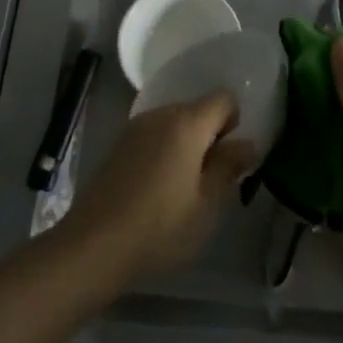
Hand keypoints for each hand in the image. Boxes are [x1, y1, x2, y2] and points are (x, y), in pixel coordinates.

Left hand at [60, 92, 256, 285]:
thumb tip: (247, 143)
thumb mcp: (206, 204)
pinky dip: (165, 149)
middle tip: (210, 179)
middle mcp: (161, 114)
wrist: (95, 242)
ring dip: (186, 143)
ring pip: (175, 122)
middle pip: (197, 109)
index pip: (224, 99)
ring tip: (184, 186)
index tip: (230, 158)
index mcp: (187, 123)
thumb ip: (229, 167)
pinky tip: (158, 186)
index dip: (234, 123)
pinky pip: (154, 134)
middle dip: (210, 135)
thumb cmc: (160, 226)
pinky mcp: (120, 142)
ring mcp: (137, 126)